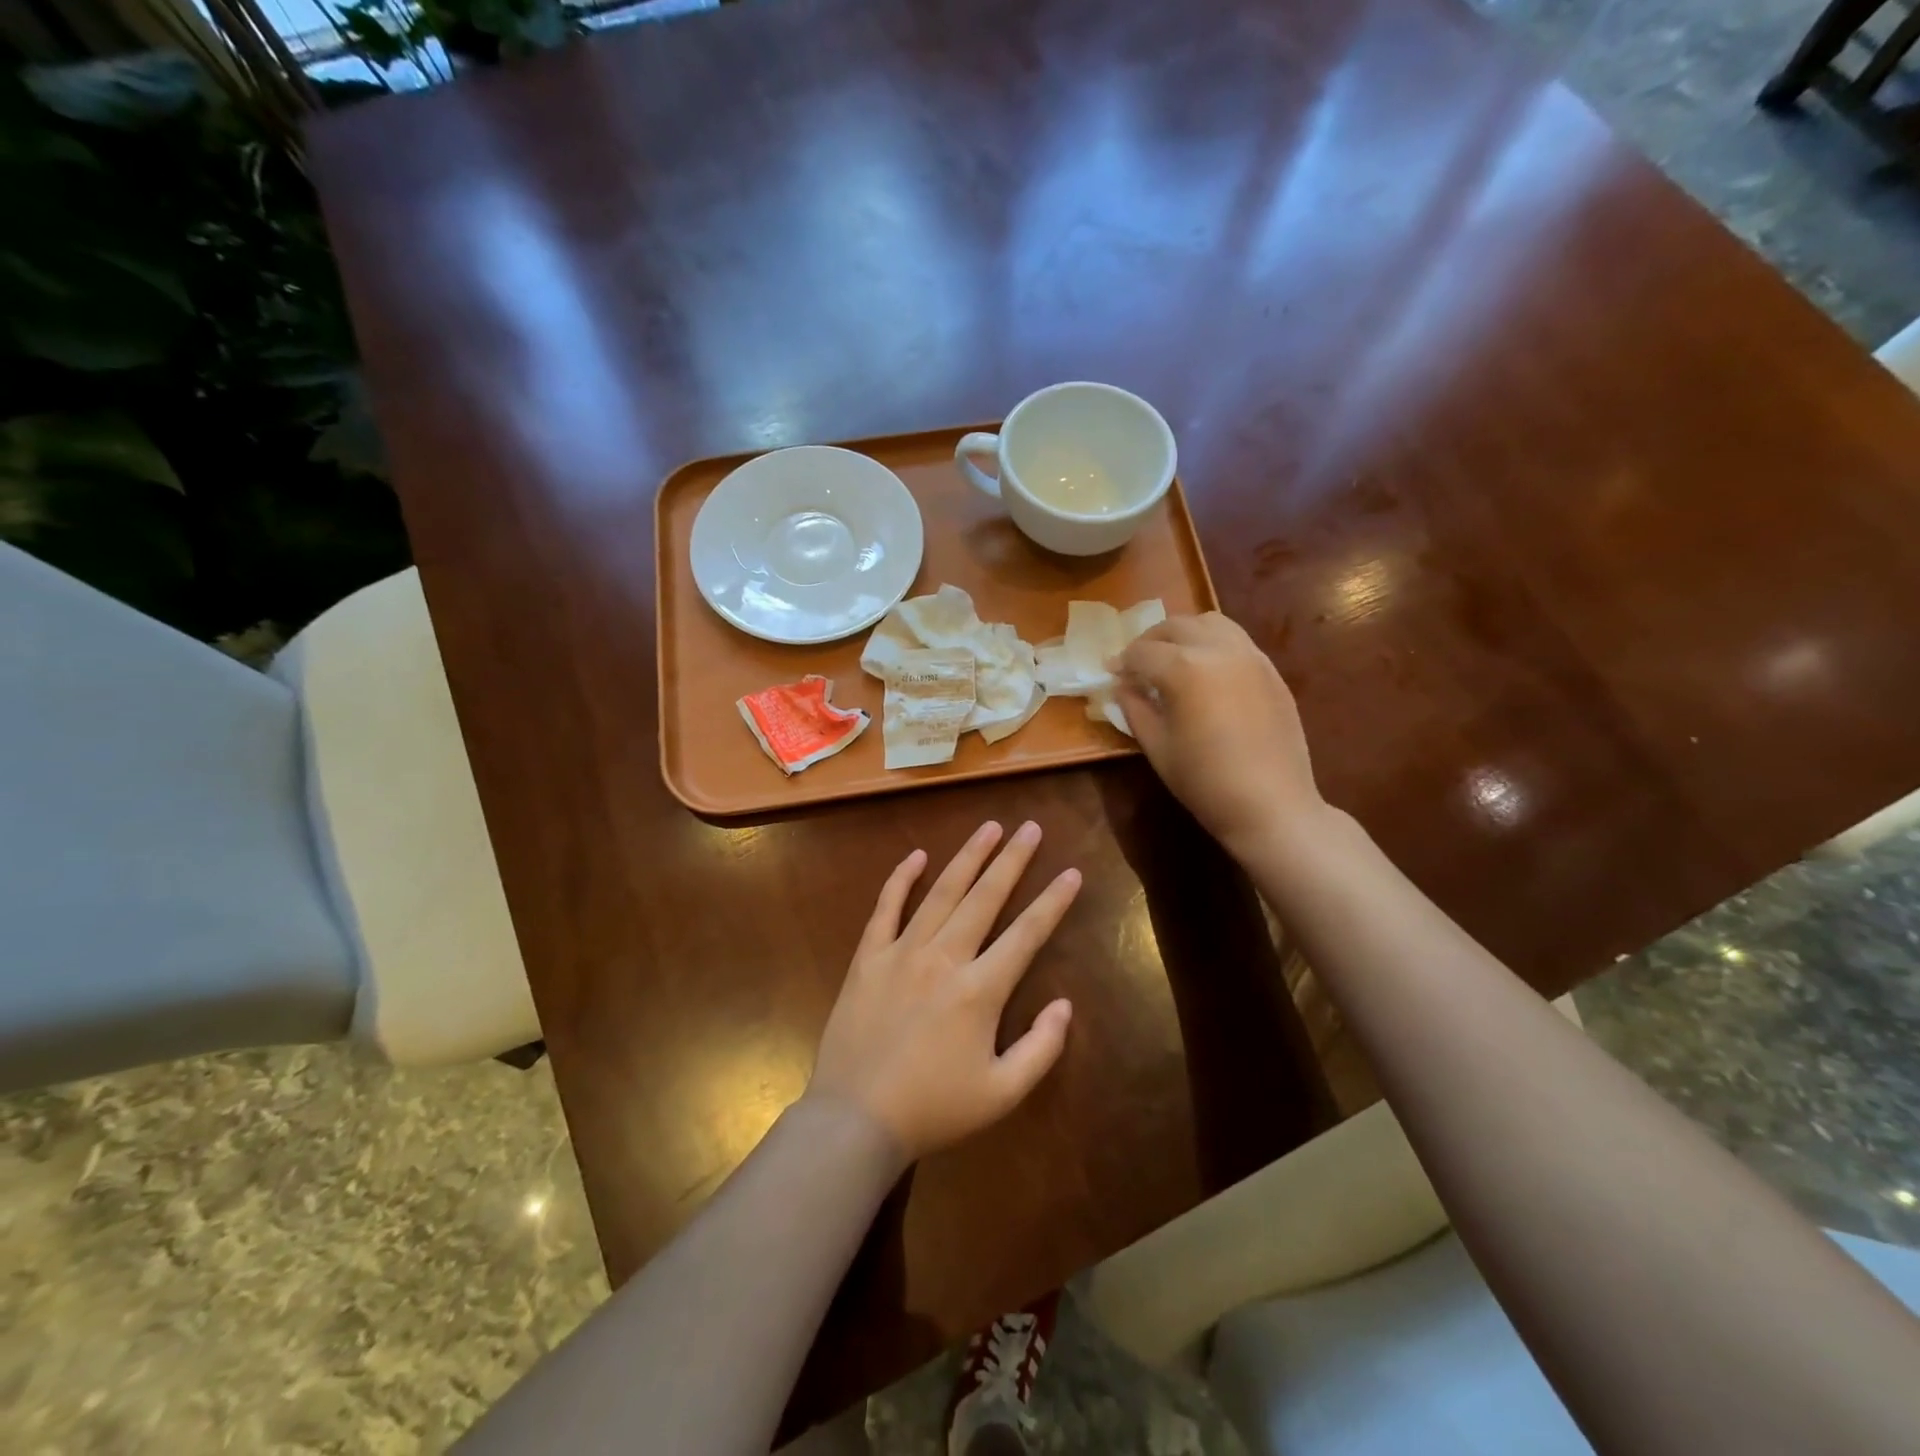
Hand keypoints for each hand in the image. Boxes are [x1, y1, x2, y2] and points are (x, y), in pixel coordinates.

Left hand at [806, 821, 1078, 1162]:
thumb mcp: (1001, 1094)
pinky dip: (901, 879)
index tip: (1071, 872)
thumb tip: (1064, 1004)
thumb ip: (1041, 1048)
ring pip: (941, 893)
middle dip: (1012, 860)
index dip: (1053, 902)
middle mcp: (944, 958)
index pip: (1027, 934)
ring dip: (967, 857)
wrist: (855, 1119)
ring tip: (989, 828)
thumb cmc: (934, 1109)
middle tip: (1030, 827)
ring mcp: (902, 952)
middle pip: (986, 898)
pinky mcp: (868, 958)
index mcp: (980, 990)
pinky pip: (886, 908)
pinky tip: (917, 856)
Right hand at [1113, 612, 1322, 856]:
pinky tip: (1206, 672)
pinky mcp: (1271, 670)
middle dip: (1150, 641)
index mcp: (1185, 668)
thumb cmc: (1205, 781)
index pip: (1142, 652)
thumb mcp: (1157, 747)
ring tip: (1172, 657)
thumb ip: (1135, 708)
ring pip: (1210, 622)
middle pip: (1176, 626)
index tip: (1110, 673)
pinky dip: (1212, 644)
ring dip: (1184, 633)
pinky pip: (1236, 640)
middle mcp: (1218, 649)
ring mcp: (1251, 656)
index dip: (1121, 662)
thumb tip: (1123, 687)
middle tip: (1137, 663)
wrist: (1271, 804)